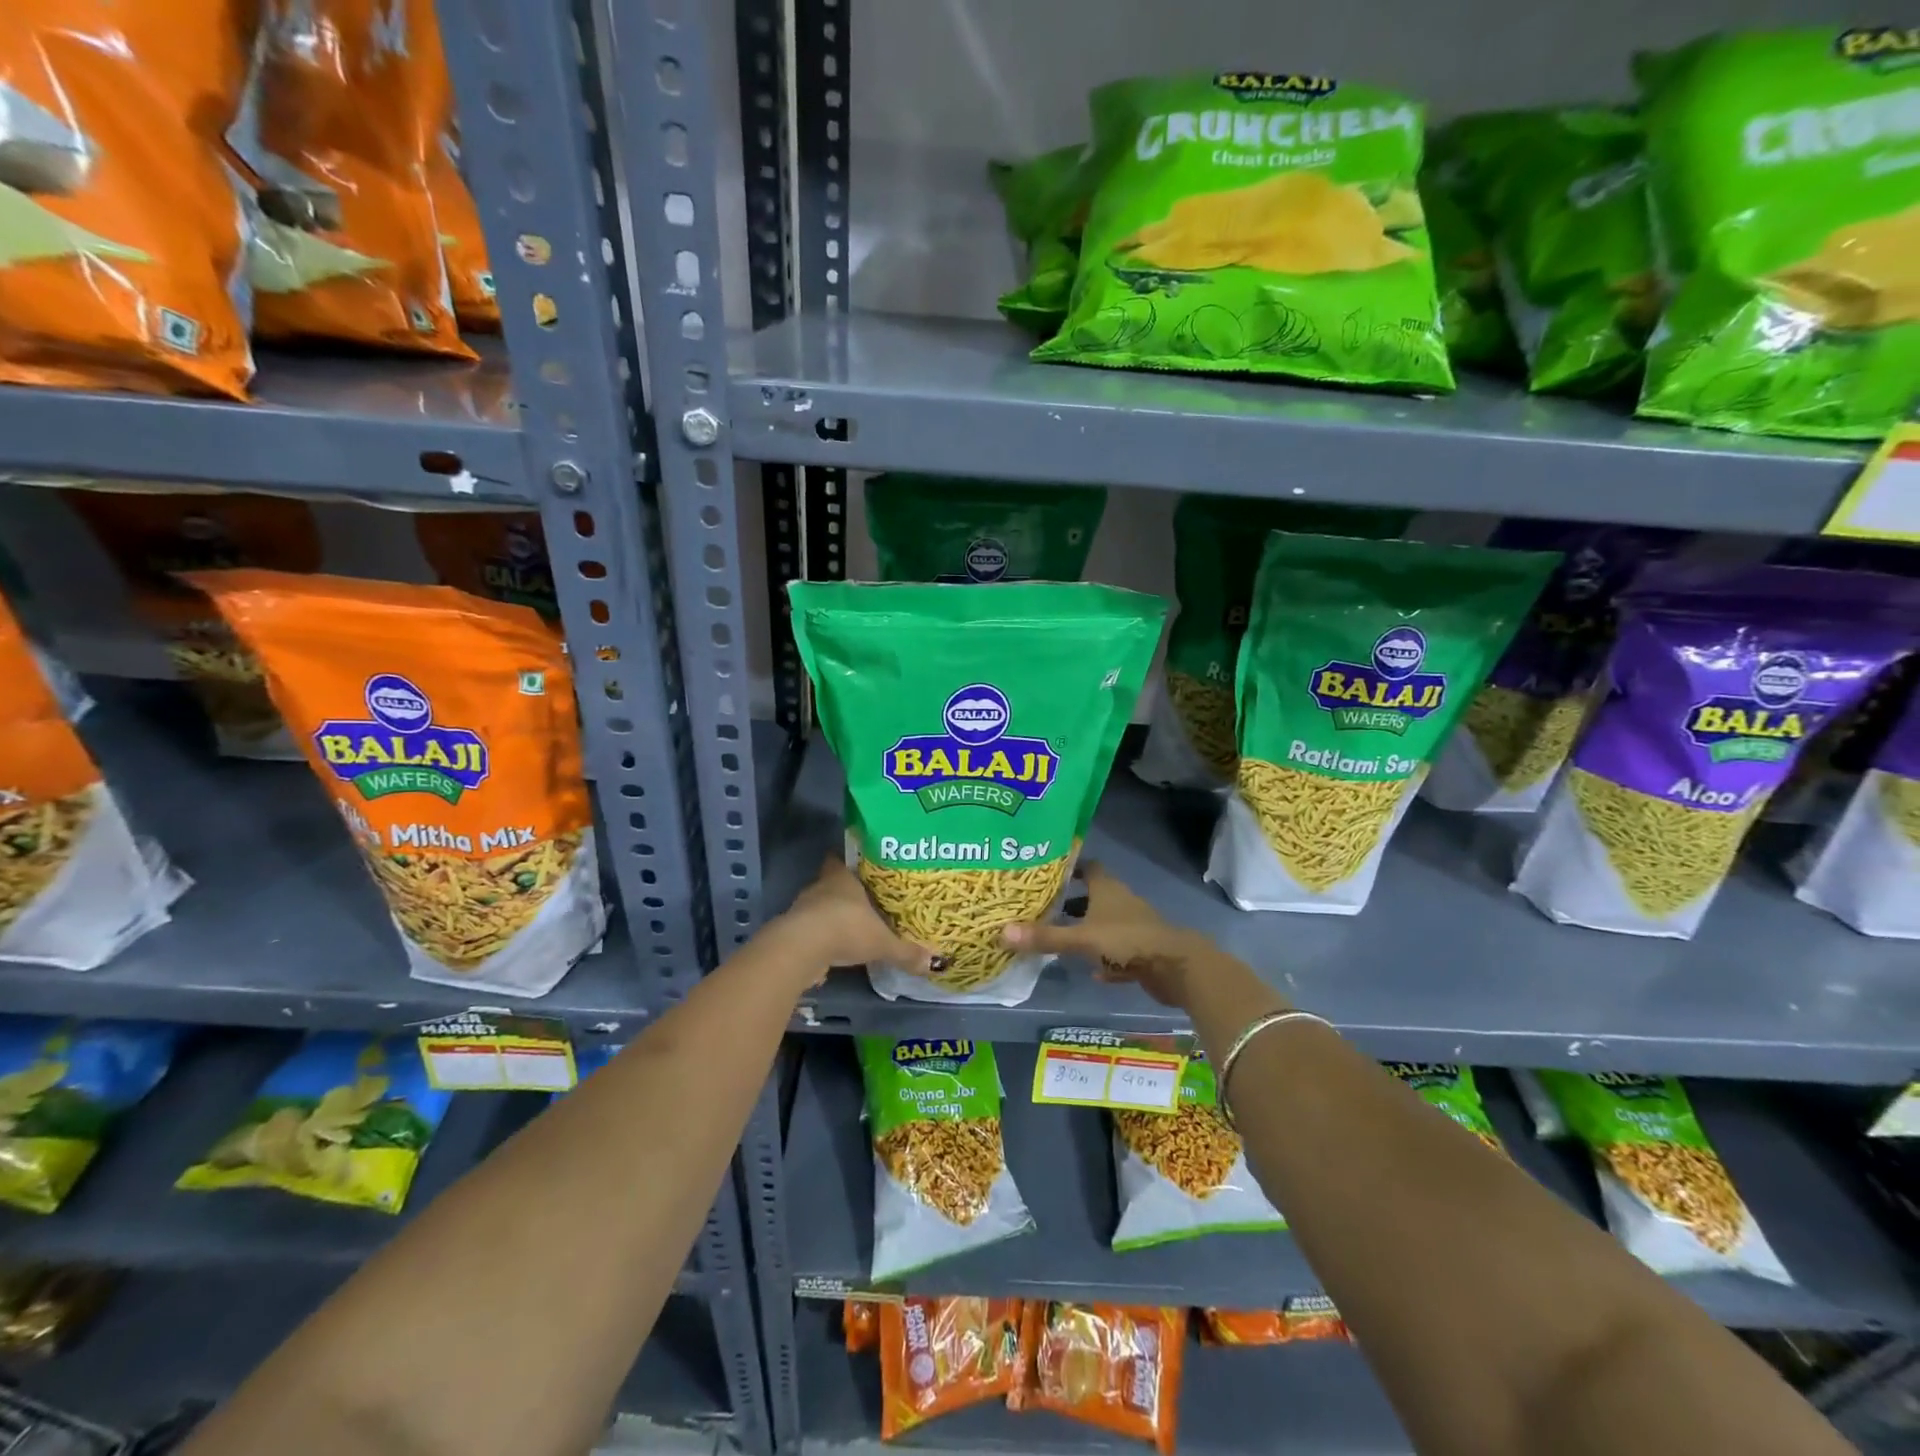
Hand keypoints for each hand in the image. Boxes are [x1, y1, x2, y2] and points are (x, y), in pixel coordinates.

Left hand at [772, 857, 933, 980]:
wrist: (802, 948)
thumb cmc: (846, 928)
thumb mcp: (882, 942)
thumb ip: (905, 952)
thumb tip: (933, 963)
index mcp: (842, 878)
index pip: (840, 860)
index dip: (848, 864)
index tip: (860, 870)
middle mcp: (820, 887)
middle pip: (831, 884)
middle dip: (844, 894)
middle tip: (864, 902)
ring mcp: (803, 909)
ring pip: (819, 907)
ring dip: (831, 916)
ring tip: (851, 927)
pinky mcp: (792, 931)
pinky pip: (810, 930)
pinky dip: (820, 938)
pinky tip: (834, 949)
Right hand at [1002, 861, 1205, 1007]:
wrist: (1176, 967)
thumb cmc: (1127, 941)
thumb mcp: (1081, 939)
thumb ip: (1045, 937)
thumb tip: (1001, 932)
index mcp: (1107, 888)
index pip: (1087, 867)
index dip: (1068, 867)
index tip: (1046, 872)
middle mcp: (1121, 901)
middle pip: (1094, 895)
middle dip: (1071, 901)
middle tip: (1043, 907)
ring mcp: (1134, 926)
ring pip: (1105, 923)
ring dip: (1087, 929)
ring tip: (1060, 938)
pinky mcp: (1142, 951)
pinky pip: (1118, 951)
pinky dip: (1105, 958)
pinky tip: (1092, 971)